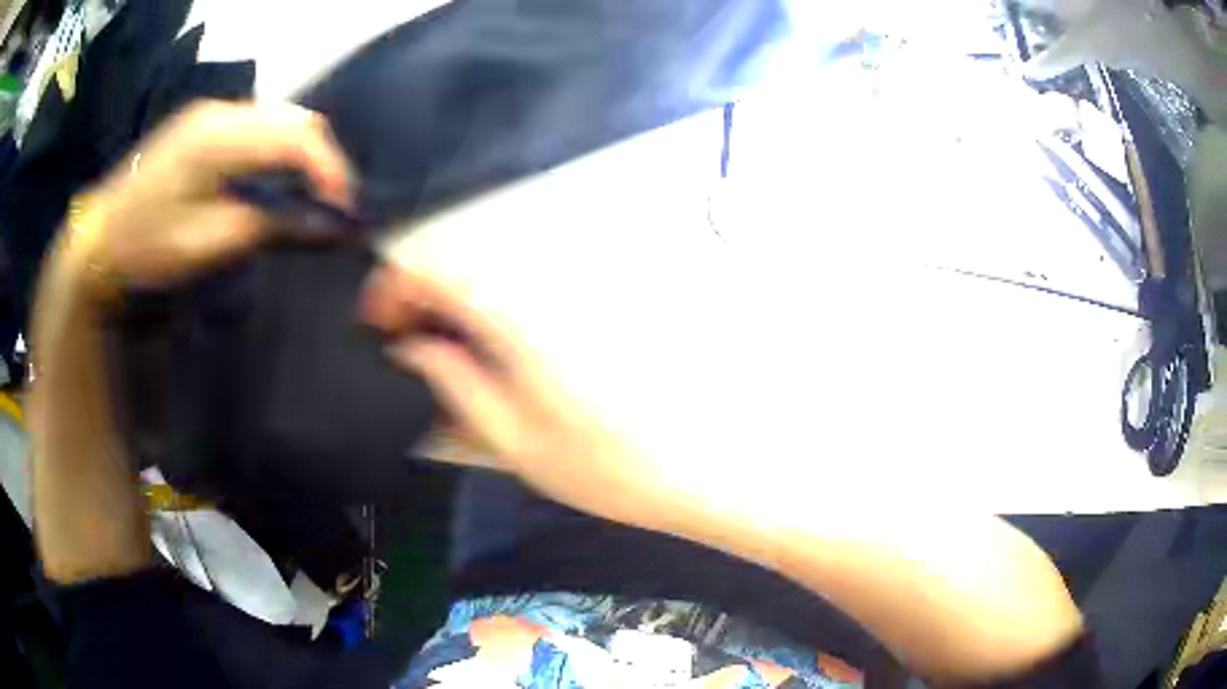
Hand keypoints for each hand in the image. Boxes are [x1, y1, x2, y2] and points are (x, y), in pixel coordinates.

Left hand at [64, 100, 349, 291]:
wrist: (98, 237)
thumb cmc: (144, 246)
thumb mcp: (205, 244)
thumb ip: (265, 225)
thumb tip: (321, 222)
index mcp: (218, 137)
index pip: (296, 134)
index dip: (330, 169)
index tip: (344, 211)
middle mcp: (221, 110)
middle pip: (294, 118)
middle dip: (322, 160)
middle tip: (329, 206)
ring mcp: (212, 112)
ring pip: (281, 118)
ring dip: (302, 154)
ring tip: (306, 196)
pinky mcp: (205, 122)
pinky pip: (259, 126)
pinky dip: (279, 150)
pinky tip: (275, 179)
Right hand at [362, 265, 709, 536]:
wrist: (709, 466)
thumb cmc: (611, 467)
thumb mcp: (512, 438)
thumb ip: (450, 381)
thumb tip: (412, 348)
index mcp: (515, 303)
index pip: (428, 260)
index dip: (390, 288)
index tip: (379, 325)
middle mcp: (549, 272)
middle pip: (461, 253)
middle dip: (423, 295)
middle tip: (410, 345)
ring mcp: (583, 277)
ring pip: (495, 264)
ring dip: (460, 297)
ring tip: (451, 351)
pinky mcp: (608, 291)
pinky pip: (533, 279)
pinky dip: (500, 301)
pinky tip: (502, 346)